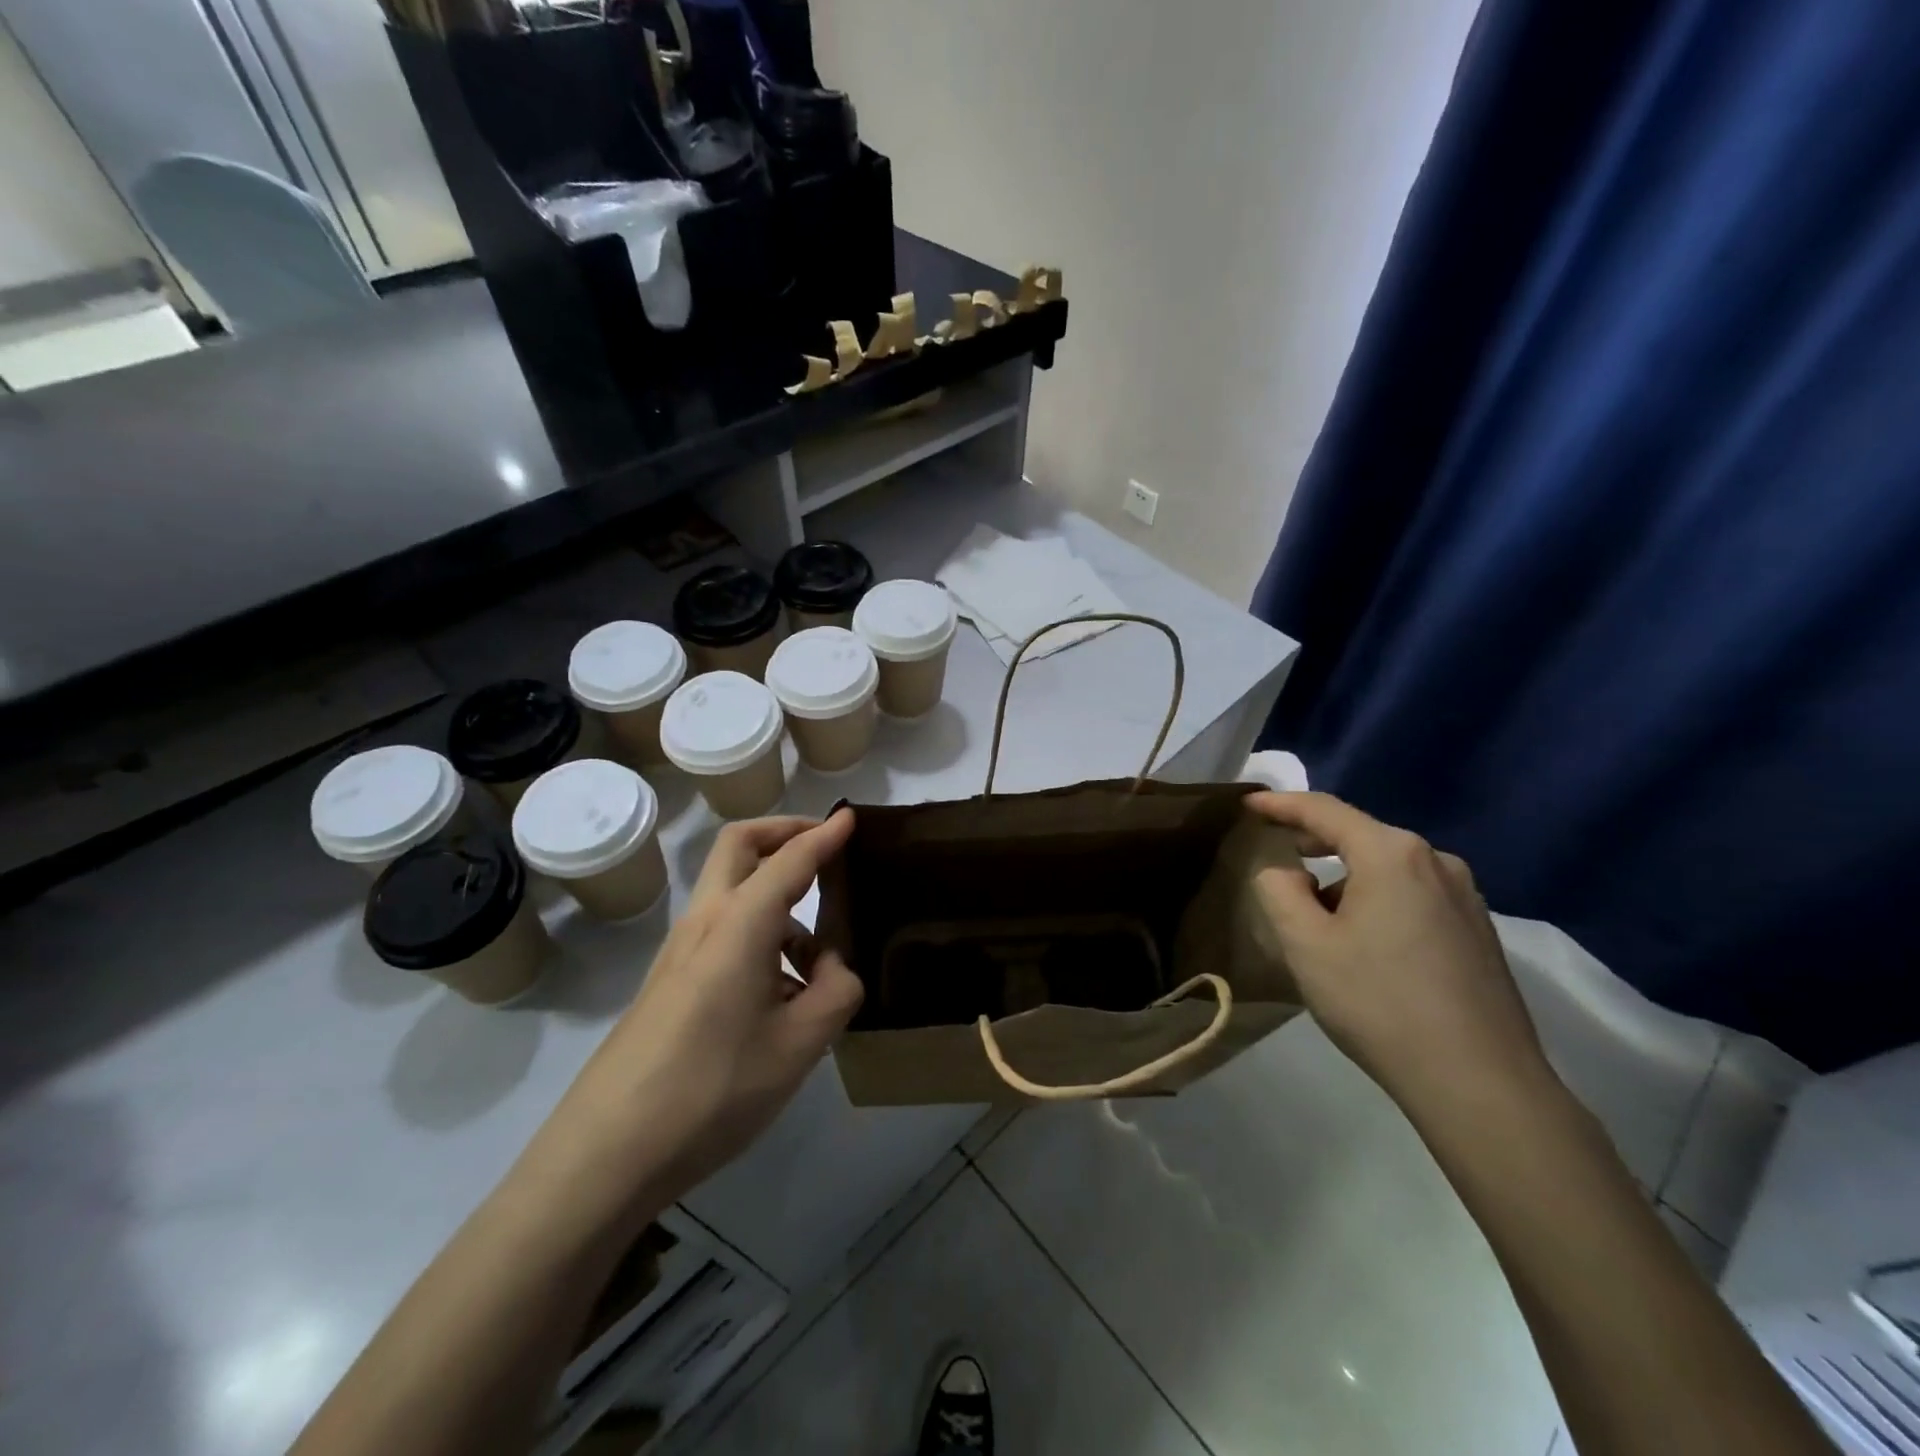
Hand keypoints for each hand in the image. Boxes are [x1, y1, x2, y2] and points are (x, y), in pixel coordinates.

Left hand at [536, 810, 863, 1211]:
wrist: (607, 1152)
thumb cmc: (712, 1090)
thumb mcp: (799, 1046)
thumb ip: (836, 993)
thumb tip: (835, 967)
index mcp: (740, 924)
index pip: (790, 859)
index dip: (824, 835)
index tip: (851, 817)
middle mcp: (706, 921)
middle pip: (740, 846)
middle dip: (783, 832)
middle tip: (825, 847)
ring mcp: (681, 950)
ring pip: (733, 891)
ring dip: (777, 896)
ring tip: (820, 958)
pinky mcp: (671, 979)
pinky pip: (724, 931)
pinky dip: (760, 933)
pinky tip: (783, 994)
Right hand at [1245, 792, 1552, 1117]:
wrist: (1480, 1083)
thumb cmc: (1378, 1002)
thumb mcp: (1305, 943)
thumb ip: (1279, 890)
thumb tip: (1284, 871)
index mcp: (1392, 853)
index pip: (1324, 811)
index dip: (1281, 804)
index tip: (1249, 804)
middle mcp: (1436, 861)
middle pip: (1360, 835)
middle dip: (1314, 840)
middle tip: (1276, 852)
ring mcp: (1465, 896)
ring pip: (1388, 868)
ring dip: (1346, 877)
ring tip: (1316, 911)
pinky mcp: (1478, 930)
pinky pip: (1414, 894)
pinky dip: (1377, 898)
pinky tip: (1364, 938)